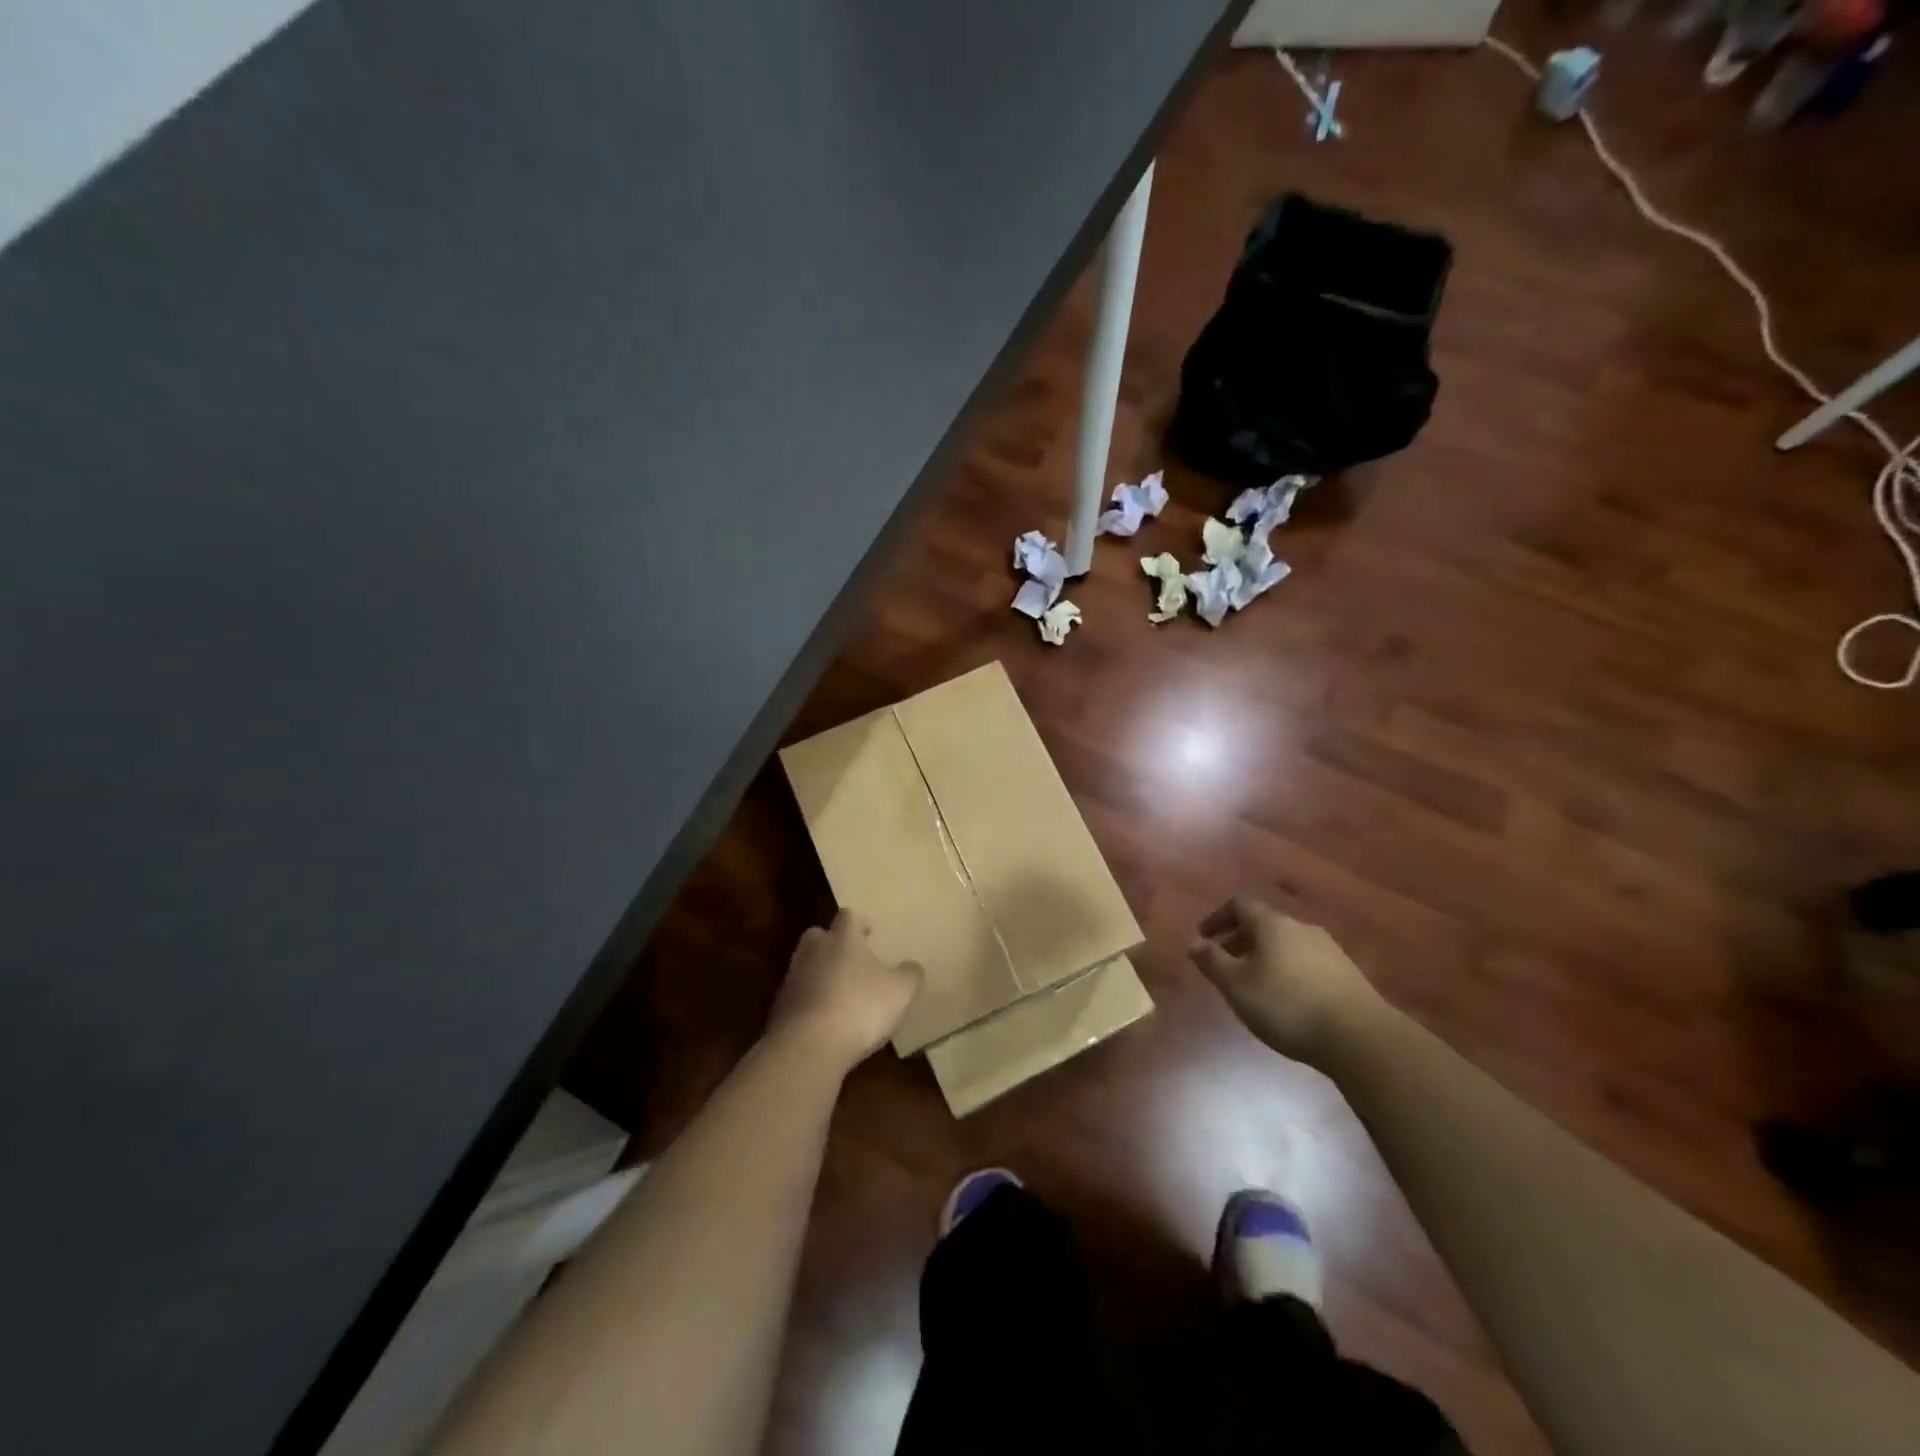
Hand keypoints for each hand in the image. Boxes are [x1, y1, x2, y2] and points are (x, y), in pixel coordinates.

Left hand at [769, 910, 921, 1069]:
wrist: (808, 1047)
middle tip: (850, 958)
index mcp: (843, 938)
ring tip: (840, 993)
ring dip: (820, 974)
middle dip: (832, 943)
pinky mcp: (779, 1009)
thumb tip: (911, 967)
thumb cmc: (860, 1007)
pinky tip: (825, 1021)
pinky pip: (798, 997)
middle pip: (818, 936)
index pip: (848, 917)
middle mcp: (813, 951)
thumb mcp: (900, 991)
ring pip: (806, 966)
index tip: (869, 932)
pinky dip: (810, 1002)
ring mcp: (792, 979)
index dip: (860, 923)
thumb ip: (909, 974)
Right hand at [1188, 896, 1384, 1064]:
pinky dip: (1288, 972)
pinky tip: (1287, 1000)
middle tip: (1225, 965)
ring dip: (1265, 957)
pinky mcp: (1347, 974)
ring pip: (1286, 944)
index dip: (1217, 918)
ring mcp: (1329, 950)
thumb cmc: (1286, 1005)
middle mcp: (1301, 927)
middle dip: (1240, 940)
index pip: (1239, 905)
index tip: (1203, 938)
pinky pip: (1306, 962)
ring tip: (1254, 985)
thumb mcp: (1236, 985)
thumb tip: (1192, 942)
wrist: (1360, 1038)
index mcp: (1272, 923)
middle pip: (1264, 924)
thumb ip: (1212, 961)